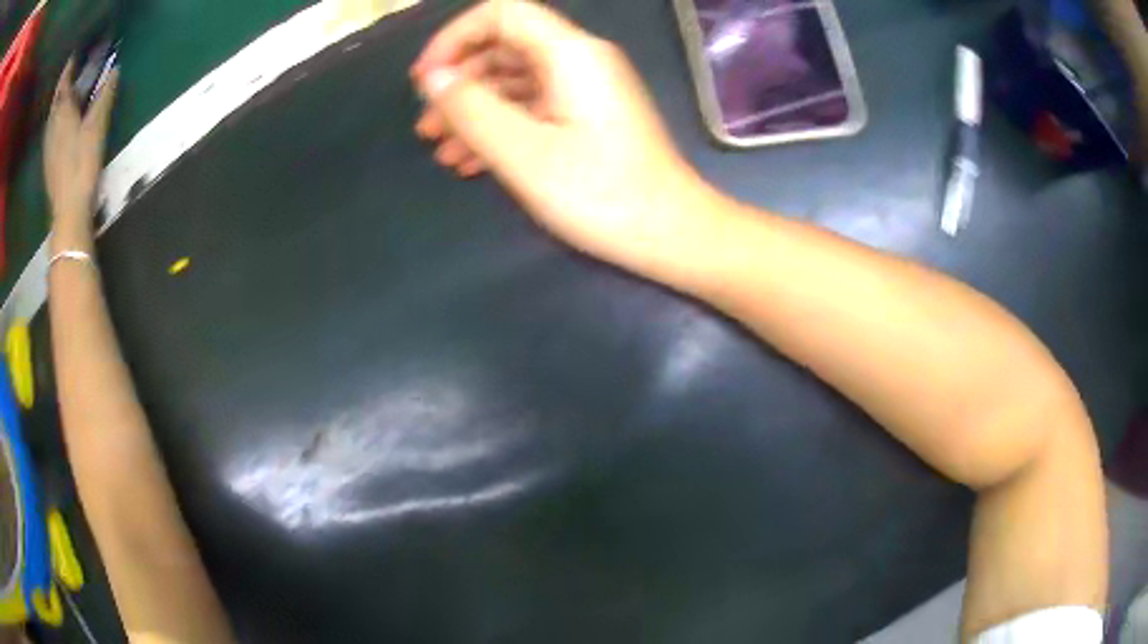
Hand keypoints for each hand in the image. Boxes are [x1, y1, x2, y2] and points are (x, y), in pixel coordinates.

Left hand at [45, 59, 118, 231]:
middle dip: (62, 85)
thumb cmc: (82, 164)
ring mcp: (48, 147)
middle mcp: (53, 127)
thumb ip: (105, 97)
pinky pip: (50, 132)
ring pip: (51, 117)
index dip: (68, 70)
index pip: (64, 85)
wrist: (68, 211)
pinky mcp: (48, 162)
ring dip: (57, 103)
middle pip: (56, 101)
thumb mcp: (97, 127)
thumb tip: (115, 70)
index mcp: (63, 114)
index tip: (73, 57)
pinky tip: (58, 123)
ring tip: (64, 94)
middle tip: (69, 72)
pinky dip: (54, 120)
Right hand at [411, 0, 709, 270]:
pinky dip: (502, 126)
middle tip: (426, 124)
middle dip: (459, 82)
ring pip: (516, 81)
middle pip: (505, 47)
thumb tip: (433, 76)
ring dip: (475, 110)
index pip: (502, 13)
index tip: (427, 78)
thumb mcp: (523, 152)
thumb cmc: (600, 193)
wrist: (671, 233)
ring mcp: (587, 89)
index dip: (455, 36)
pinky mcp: (590, 117)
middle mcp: (580, 60)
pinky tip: (472, 163)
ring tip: (440, 150)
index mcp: (569, 52)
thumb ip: (471, 108)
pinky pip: (535, 107)